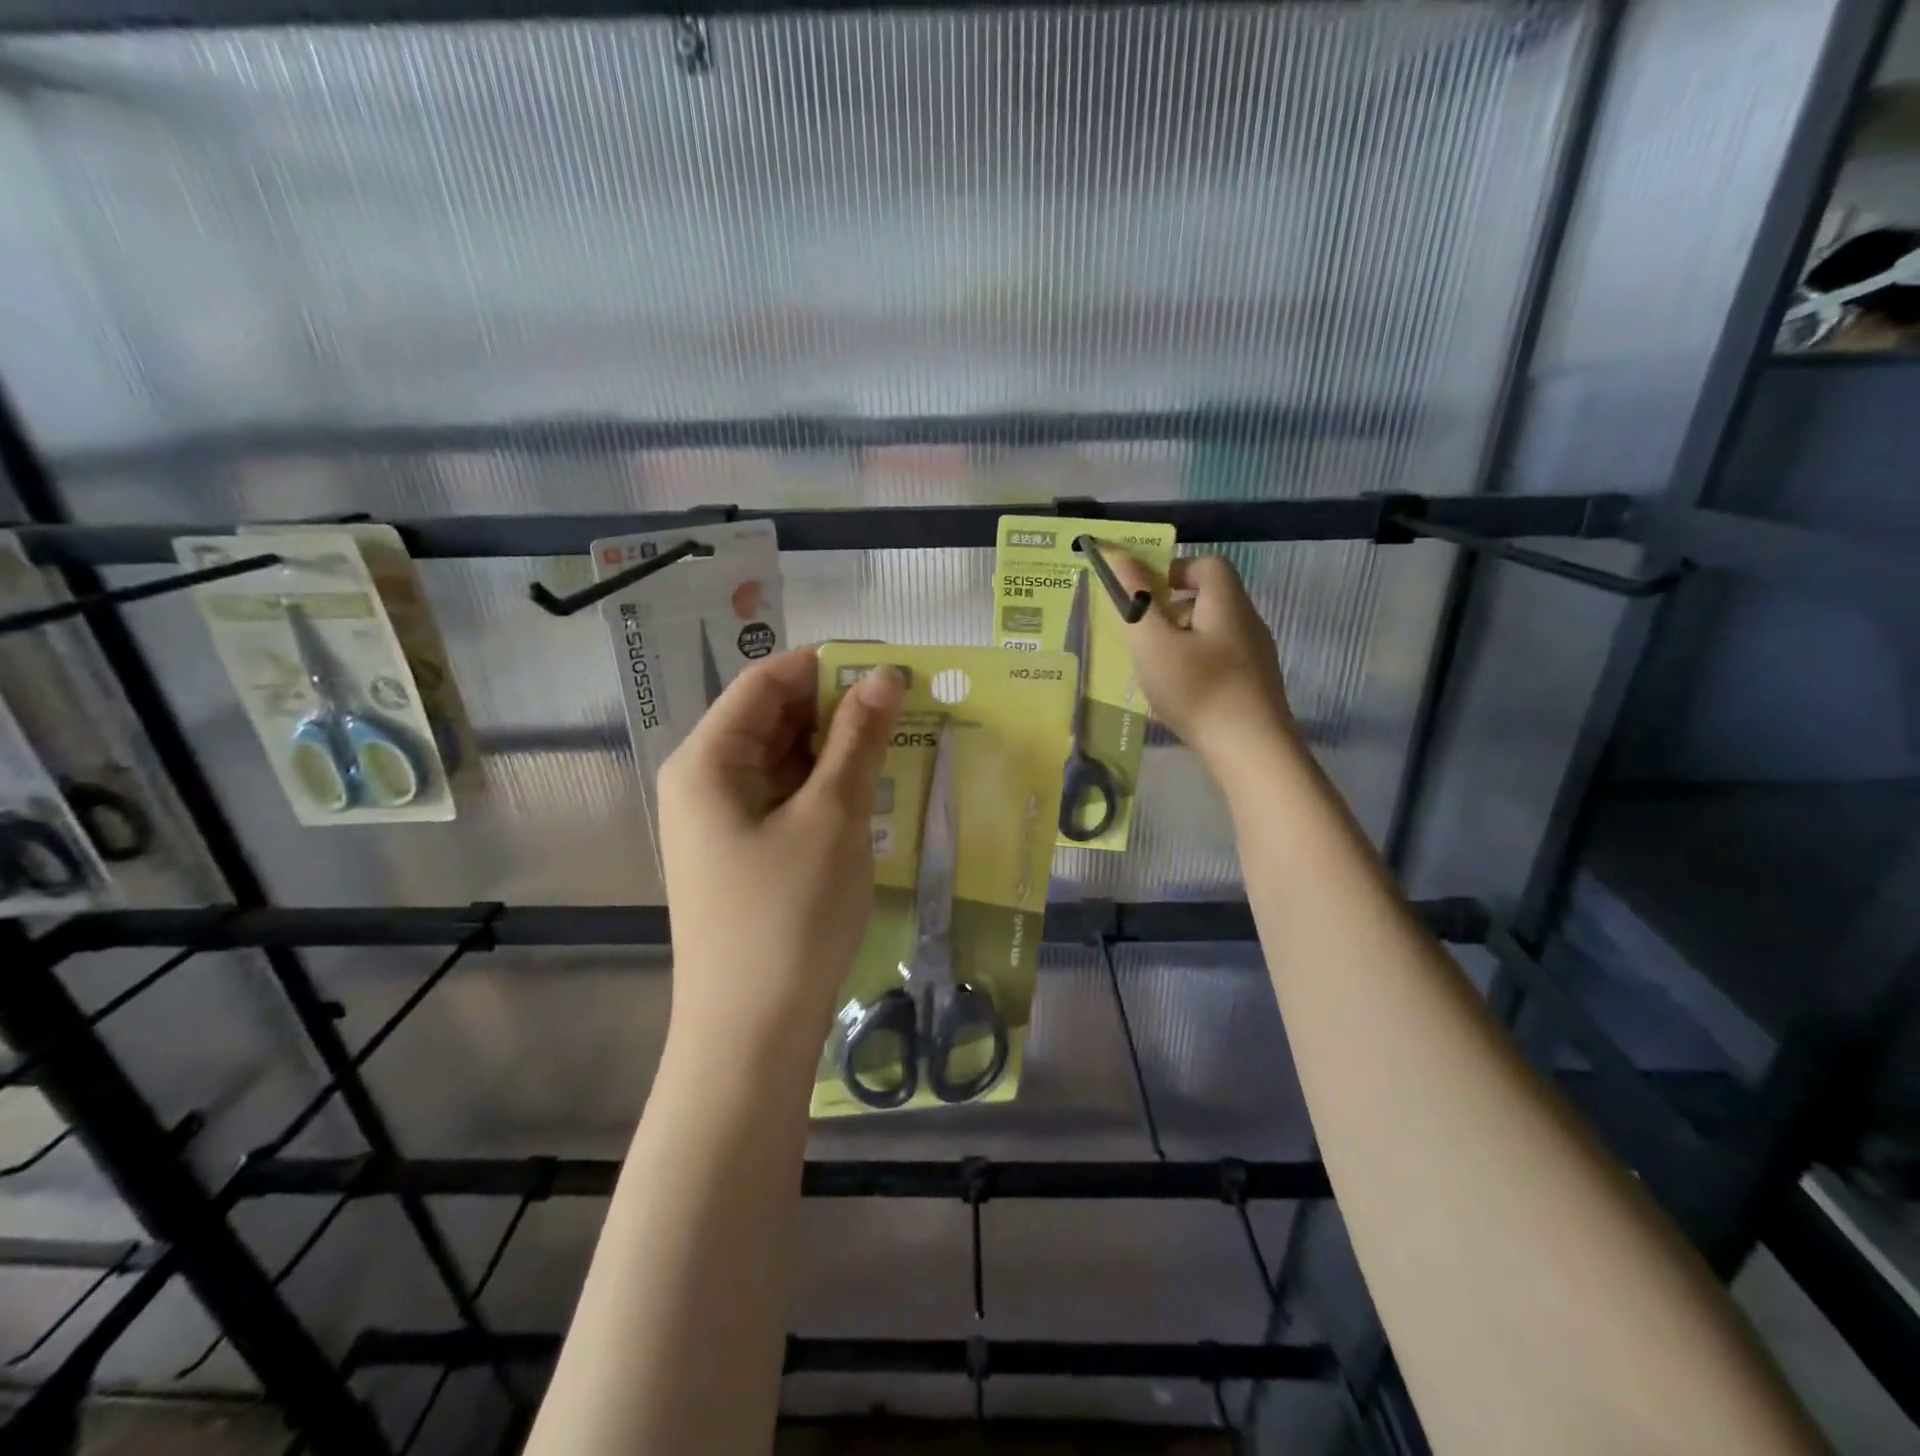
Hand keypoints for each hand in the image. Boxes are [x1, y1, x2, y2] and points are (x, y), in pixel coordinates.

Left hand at [656, 648, 902, 1049]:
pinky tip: (873, 788)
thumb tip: (885, 674)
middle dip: (839, 707)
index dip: (829, 665)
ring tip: (902, 740)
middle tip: (909, 704)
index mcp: (708, 761)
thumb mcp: (832, 818)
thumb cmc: (788, 917)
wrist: (751, 1037)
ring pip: (785, 760)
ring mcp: (723, 821)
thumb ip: (858, 740)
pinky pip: (787, 798)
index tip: (892, 665)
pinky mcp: (744, 853)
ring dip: (838, 748)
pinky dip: (827, 786)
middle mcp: (706, 782)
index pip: (767, 682)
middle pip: (774, 719)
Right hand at [1102, 550, 1296, 765]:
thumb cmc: (1199, 690)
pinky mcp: (1254, 688)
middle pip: (1207, 599)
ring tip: (1151, 669)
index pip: (1206, 564)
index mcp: (1227, 603)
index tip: (1142, 596)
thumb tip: (1117, 556)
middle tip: (1139, 636)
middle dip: (1168, 610)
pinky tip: (1176, 695)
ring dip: (1178, 642)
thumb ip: (1133, 600)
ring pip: (1210, 633)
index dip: (1172, 570)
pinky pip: (1218, 661)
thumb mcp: (1154, 644)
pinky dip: (1193, 667)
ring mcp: (1255, 658)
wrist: (1253, 753)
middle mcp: (1247, 623)